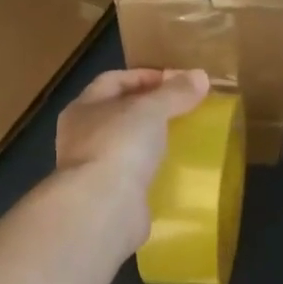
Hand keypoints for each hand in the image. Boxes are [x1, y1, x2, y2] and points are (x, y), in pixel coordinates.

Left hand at [56, 68, 211, 243]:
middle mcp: (81, 136)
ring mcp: (92, 169)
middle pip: (118, 112)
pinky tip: (173, 169)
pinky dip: (151, 170)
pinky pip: (132, 175)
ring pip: (125, 145)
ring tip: (182, 137)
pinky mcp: (107, 197)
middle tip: (184, 108)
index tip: (178, 80)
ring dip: (150, 140)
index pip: (114, 80)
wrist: (103, 208)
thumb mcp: (152, 109)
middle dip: (149, 108)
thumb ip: (175, 92)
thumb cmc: (120, 145)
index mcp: (83, 108)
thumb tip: (200, 75)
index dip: (145, 76)